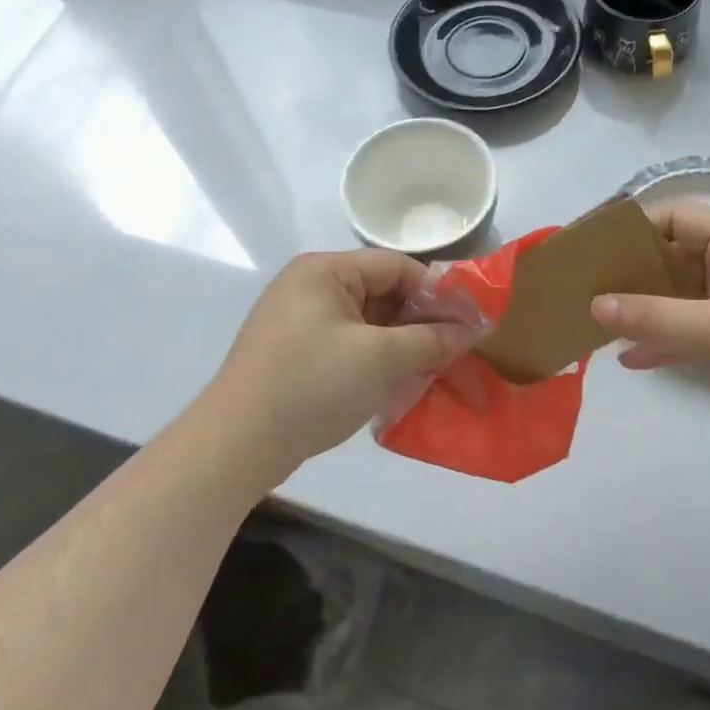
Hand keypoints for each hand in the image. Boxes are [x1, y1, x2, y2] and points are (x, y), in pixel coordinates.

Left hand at [200, 250, 482, 486]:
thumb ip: (430, 339)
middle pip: (380, 292)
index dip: (436, 292)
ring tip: (431, 367)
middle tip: (454, 348)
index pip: (395, 266)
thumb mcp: (380, 358)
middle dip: (419, 320)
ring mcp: (296, 320)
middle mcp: (308, 285)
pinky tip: (395, 382)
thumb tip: (471, 329)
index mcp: (324, 270)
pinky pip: (346, 343)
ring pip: (365, 321)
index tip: (469, 322)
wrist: (237, 444)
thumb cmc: (312, 385)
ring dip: (399, 342)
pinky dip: (373, 358)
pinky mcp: (292, 352)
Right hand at [591, 202, 709, 452]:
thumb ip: (653, 316)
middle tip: (586, 286)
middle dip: (631, 272)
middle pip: (673, 256)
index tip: (594, 247)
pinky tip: (630, 358)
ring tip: (598, 319)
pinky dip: (664, 340)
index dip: (634, 226)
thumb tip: (595, 304)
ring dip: (644, 309)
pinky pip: (691, 331)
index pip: (676, 217)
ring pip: (679, 296)